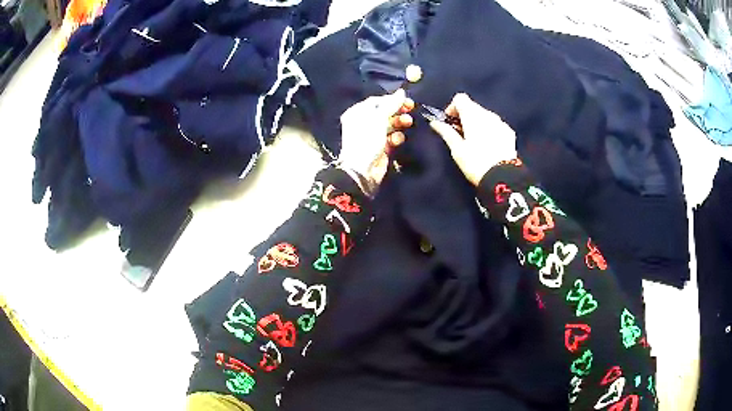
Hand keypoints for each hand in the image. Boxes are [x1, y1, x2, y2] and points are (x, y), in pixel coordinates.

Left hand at [338, 89, 413, 194]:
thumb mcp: (378, 118)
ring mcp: (372, 135)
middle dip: (398, 111)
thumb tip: (402, 92)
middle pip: (385, 112)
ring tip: (407, 123)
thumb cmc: (366, 140)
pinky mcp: (381, 147)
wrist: (363, 171)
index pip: (377, 101)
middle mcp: (364, 122)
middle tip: (411, 110)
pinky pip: (392, 138)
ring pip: (390, 124)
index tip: (406, 100)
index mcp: (358, 112)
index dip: (392, 100)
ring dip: (399, 123)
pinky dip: (396, 137)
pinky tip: (397, 140)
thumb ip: (391, 104)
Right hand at [430, 93, 517, 185]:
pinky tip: (488, 145)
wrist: (502, 178)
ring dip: (478, 122)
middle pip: (473, 106)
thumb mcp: (457, 149)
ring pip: (485, 115)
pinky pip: (496, 125)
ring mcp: (500, 123)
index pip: (460, 98)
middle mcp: (487, 114)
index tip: (449, 122)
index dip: (452, 108)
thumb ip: (446, 132)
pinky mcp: (509, 132)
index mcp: (472, 115)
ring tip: (475, 140)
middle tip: (460, 133)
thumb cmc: (475, 163)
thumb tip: (434, 122)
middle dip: (464, 116)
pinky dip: (490, 130)